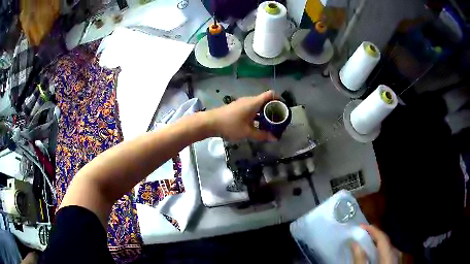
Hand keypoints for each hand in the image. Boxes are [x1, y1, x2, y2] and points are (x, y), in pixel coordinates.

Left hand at [207, 90, 276, 141]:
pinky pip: (251, 108)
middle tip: (278, 120)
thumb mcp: (247, 132)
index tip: (284, 109)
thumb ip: (262, 135)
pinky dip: (257, 114)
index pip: (270, 94)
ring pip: (258, 105)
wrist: (210, 122)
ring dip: (264, 113)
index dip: (279, 99)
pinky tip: (257, 125)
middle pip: (265, 100)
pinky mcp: (237, 108)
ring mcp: (242, 103)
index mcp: (254, 102)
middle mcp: (249, 100)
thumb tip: (274, 138)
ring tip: (270, 124)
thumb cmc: (230, 125)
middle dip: (273, 109)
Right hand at [351, 225, 396, 263]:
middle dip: (375, 237)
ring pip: (389, 247)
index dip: (372, 229)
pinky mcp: (397, 262)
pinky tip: (378, 254)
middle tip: (364, 236)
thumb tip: (354, 243)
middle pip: (386, 241)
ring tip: (370, 245)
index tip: (361, 225)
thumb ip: (360, 258)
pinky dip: (383, 250)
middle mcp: (396, 252)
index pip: (382, 237)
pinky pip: (391, 252)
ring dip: (379, 244)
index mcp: (389, 253)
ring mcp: (398, 258)